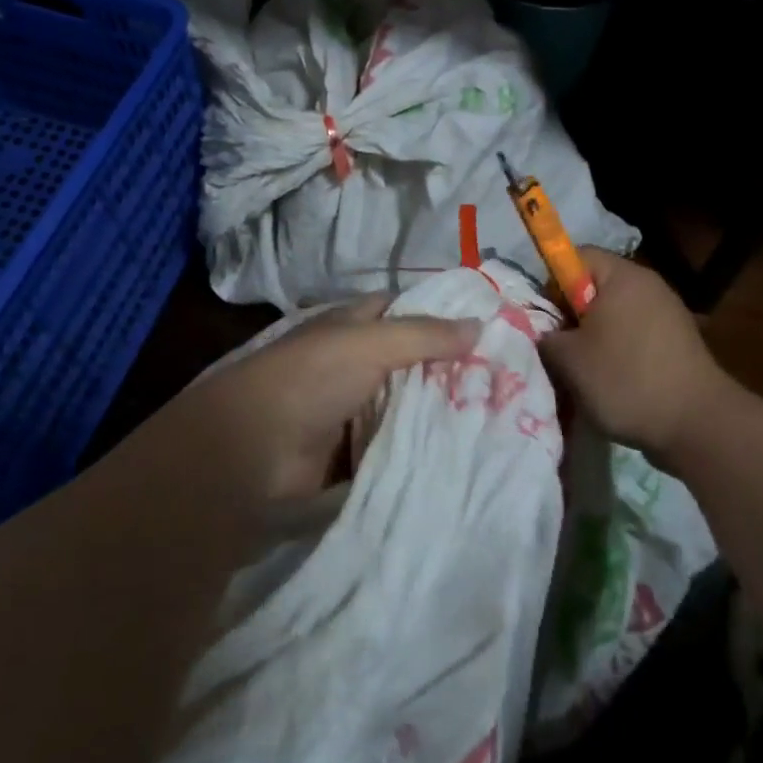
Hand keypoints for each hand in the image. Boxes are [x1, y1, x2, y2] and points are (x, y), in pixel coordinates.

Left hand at [177, 296, 479, 506]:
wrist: (254, 452)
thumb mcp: (369, 343)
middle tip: (508, 378)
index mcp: (351, 326)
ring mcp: (353, 409)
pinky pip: (396, 443)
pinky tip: (465, 450)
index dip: (439, 313)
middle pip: (410, 360)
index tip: (488, 325)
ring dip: (440, 410)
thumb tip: (480, 323)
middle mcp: (353, 362)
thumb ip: (424, 335)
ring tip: (500, 415)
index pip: (402, 310)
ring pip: (406, 403)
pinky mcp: (354, 452)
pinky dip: (422, 446)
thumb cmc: (311, 379)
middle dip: (449, 367)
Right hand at [539, 249, 730, 462]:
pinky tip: (615, 382)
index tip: (547, 318)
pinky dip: (621, 352)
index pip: (576, 257)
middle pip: (596, 286)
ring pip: (616, 314)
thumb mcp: (568, 360)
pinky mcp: (679, 341)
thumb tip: (548, 334)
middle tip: (561, 348)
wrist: (698, 425)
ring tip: (586, 371)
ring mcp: (669, 312)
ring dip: (596, 338)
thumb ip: (547, 337)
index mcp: (623, 276)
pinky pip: (636, 335)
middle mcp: (649, 285)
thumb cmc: (626, 379)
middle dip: (573, 315)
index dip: (553, 283)